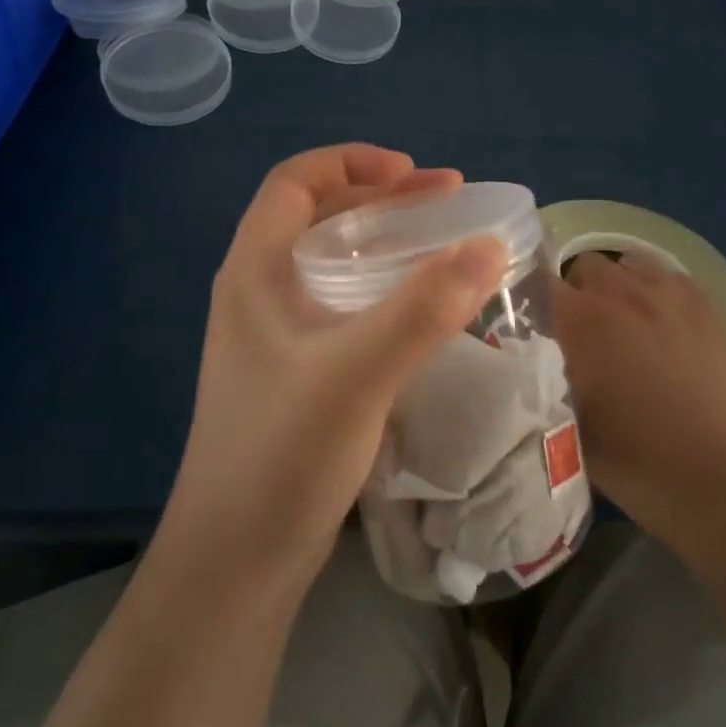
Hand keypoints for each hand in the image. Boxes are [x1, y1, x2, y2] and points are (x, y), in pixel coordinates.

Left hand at [162, 144, 506, 592]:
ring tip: (443, 245)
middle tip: (447, 203)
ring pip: (334, 262)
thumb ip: (423, 308)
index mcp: (254, 270)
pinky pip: (344, 304)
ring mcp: (276, 335)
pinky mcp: (296, 371)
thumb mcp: (357, 372)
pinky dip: (384, 288)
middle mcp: (259, 291)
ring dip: (387, 243)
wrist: (235, 564)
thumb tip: (490, 245)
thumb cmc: (282, 454)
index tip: (414, 175)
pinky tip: (422, 310)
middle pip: (319, 216)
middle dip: (383, 199)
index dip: (354, 162)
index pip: (295, 181)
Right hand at [554, 253, 725, 549]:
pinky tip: (663, 323)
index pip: (541, 283)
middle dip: (577, 291)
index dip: (533, 299)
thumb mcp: (569, 424)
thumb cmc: (636, 460)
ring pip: (630, 264)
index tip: (534, 322)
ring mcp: (670, 296)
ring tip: (625, 322)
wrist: (720, 477)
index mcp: (584, 321)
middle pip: (586, 265)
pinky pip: (671, 277)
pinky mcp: (707, 307)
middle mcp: (623, 294)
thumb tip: (535, 359)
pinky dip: (658, 291)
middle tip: (582, 331)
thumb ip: (545, 380)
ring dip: (619, 286)